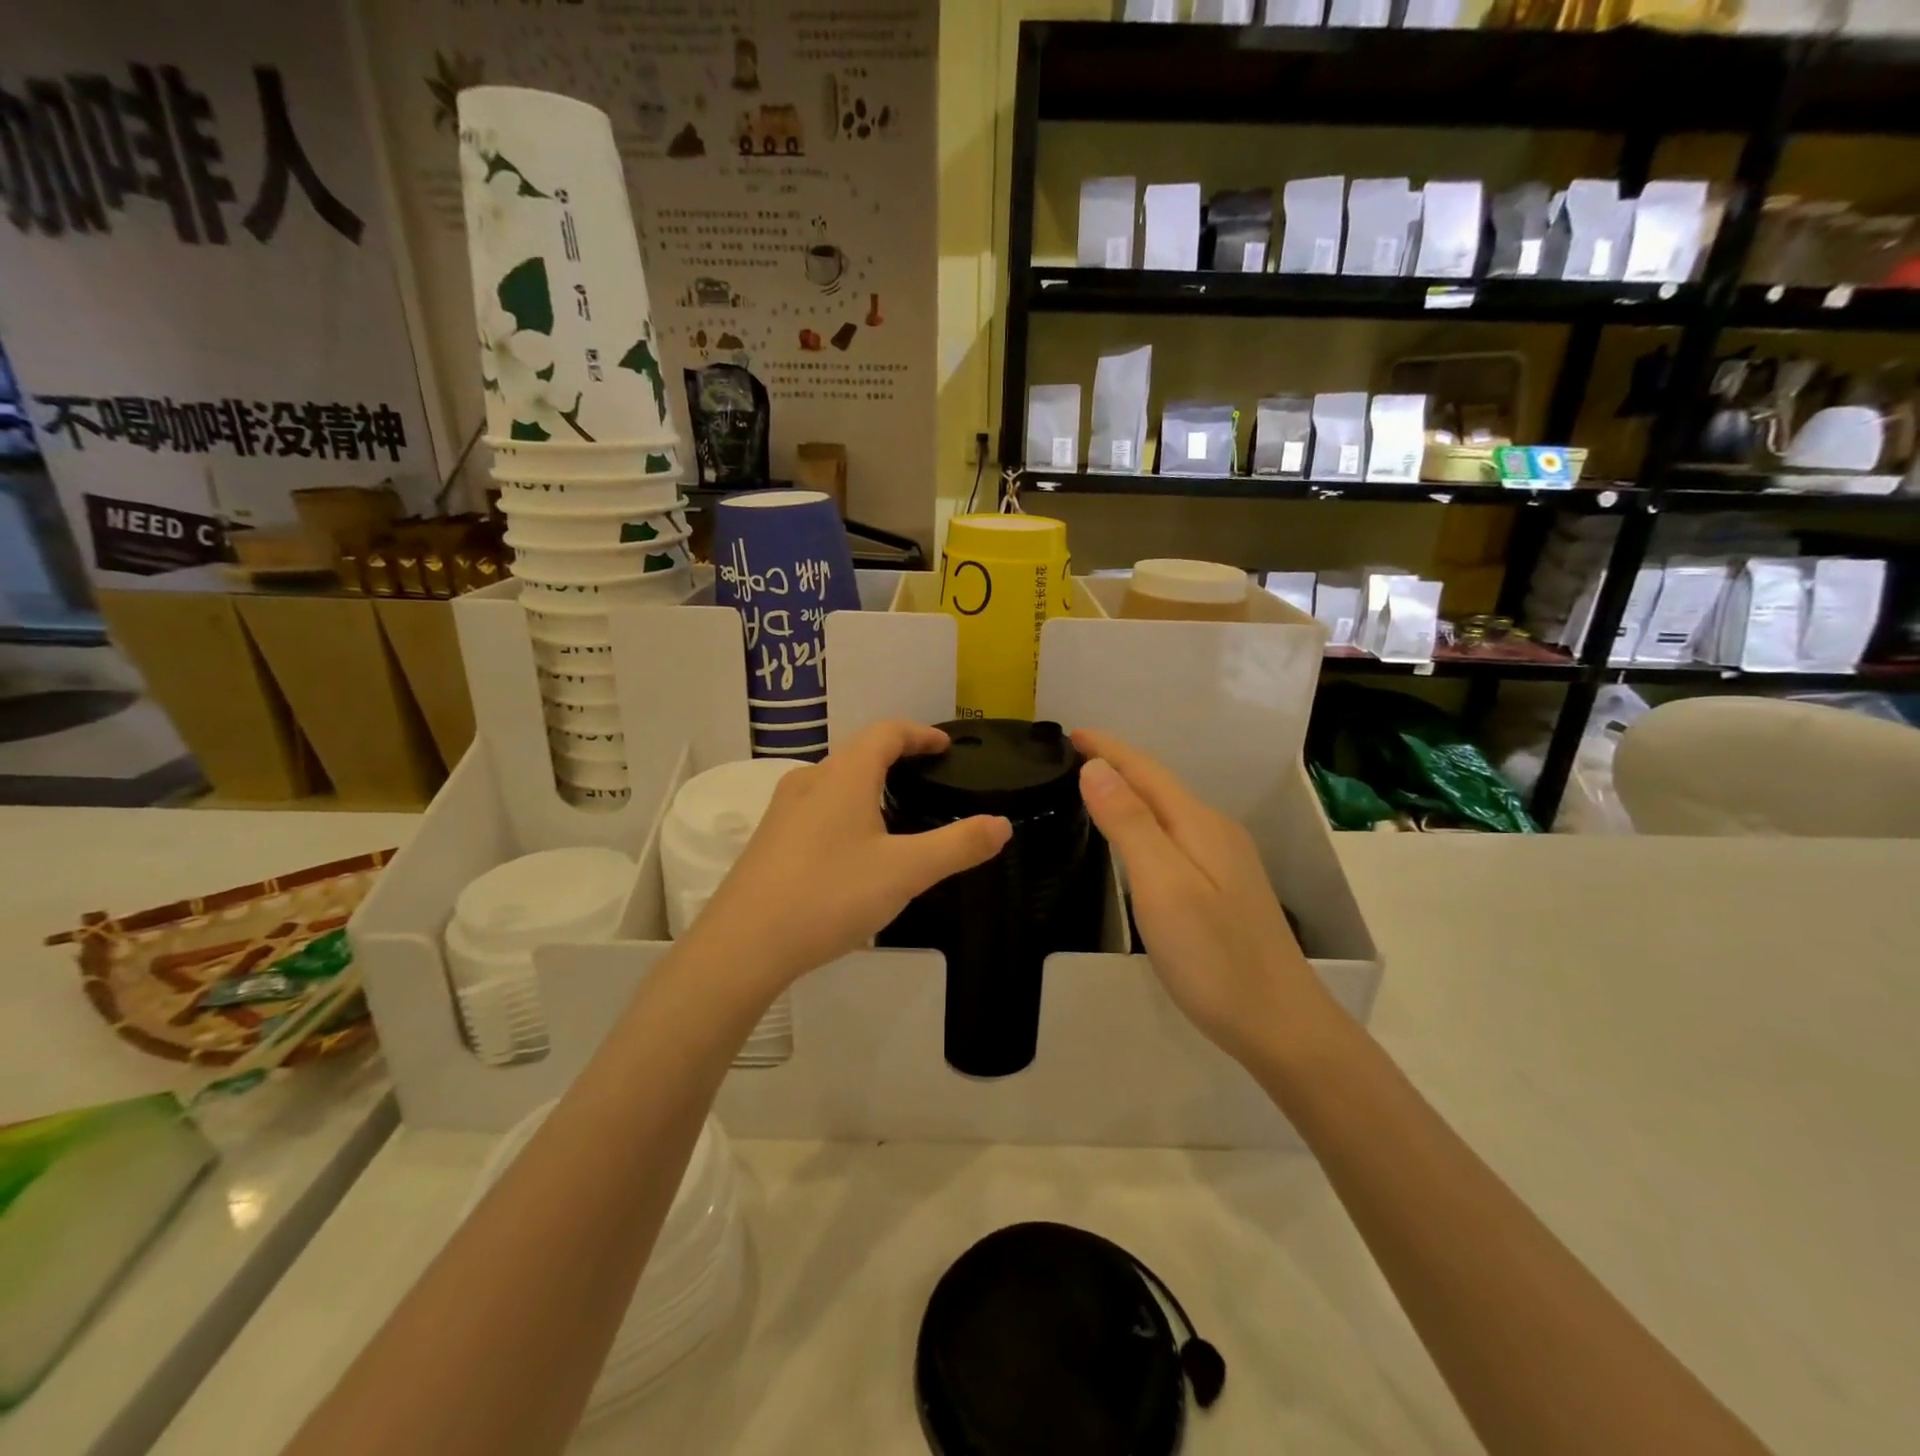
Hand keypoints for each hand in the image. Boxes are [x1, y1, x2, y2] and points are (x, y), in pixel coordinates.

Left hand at [692, 721, 1011, 990]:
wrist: (743, 945)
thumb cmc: (829, 895)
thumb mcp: (906, 872)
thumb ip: (958, 846)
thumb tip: (1002, 824)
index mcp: (845, 775)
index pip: (886, 732)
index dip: (920, 733)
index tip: (944, 747)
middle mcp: (810, 780)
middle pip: (859, 753)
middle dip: (896, 757)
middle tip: (928, 778)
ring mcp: (783, 810)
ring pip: (835, 781)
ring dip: (868, 784)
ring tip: (896, 811)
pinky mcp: (769, 839)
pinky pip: (817, 808)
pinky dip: (846, 809)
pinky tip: (853, 848)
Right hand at [1072, 728, 1328, 1064]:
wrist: (1280, 1024)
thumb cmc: (1214, 957)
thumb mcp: (1163, 886)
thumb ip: (1130, 824)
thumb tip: (1098, 769)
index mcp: (1199, 824)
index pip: (1146, 770)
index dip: (1108, 749)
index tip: (1070, 732)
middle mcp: (1215, 832)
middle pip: (1159, 785)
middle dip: (1117, 764)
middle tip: (1071, 759)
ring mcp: (1225, 861)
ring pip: (1168, 811)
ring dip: (1131, 792)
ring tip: (1093, 790)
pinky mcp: (1224, 888)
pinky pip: (1175, 835)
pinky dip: (1145, 822)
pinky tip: (1135, 840)